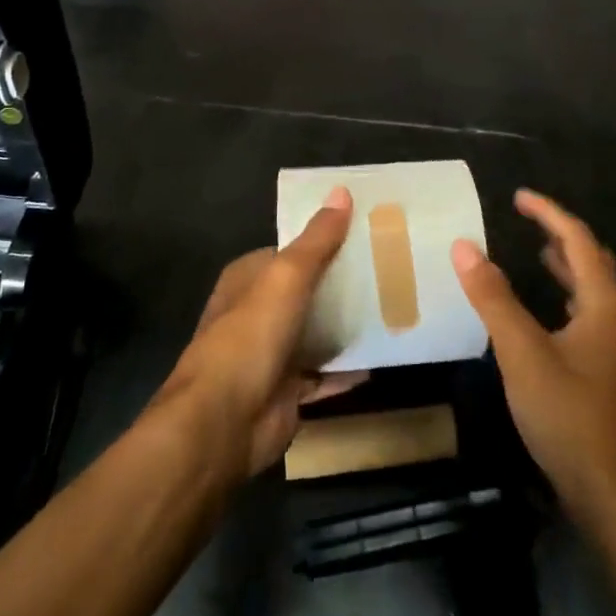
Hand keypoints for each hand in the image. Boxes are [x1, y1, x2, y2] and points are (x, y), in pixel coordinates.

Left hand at [159, 187, 366, 479]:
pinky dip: (347, 369)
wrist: (223, 423)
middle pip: (306, 292)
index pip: (290, 252)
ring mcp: (270, 355)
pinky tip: (380, 358)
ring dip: (345, 327)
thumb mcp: (286, 277)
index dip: (323, 242)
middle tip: (389, 271)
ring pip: (315, 332)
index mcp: (248, 279)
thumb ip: (316, 240)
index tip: (364, 234)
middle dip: (340, 284)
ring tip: (393, 309)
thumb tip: (341, 191)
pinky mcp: (286, 392)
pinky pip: (323, 374)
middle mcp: (256, 313)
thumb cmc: (250, 336)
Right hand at [452, 191, 615, 521]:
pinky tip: (546, 309)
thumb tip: (464, 246)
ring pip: (591, 287)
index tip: (518, 196)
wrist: (610, 495)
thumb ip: (493, 298)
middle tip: (528, 219)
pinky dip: (564, 293)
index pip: (577, 239)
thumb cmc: (568, 416)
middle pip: (592, 259)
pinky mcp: (602, 370)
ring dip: (566, 263)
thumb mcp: (522, 353)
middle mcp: (613, 317)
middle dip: (561, 233)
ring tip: (537, 249)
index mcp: (603, 303)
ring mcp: (611, 346)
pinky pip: (585, 312)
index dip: (548, 212)